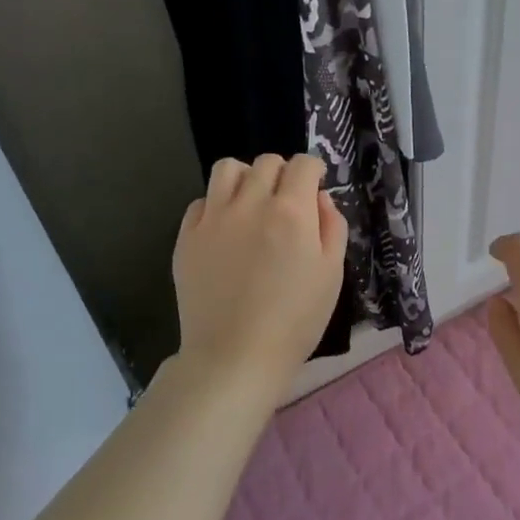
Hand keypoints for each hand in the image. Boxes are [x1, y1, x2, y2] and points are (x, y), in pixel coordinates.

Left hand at [171, 154, 346, 411]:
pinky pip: (201, 201)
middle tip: (287, 202)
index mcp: (292, 212)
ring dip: (246, 177)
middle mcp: (251, 203)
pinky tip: (227, 230)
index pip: (304, 164)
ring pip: (228, 169)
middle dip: (283, 174)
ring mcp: (214, 218)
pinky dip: (218, 205)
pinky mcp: (187, 237)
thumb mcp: (332, 273)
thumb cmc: (295, 320)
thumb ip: (332, 226)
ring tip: (252, 203)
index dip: (314, 171)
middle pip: (267, 162)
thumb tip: (319, 197)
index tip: (315, 186)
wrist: (236, 356)